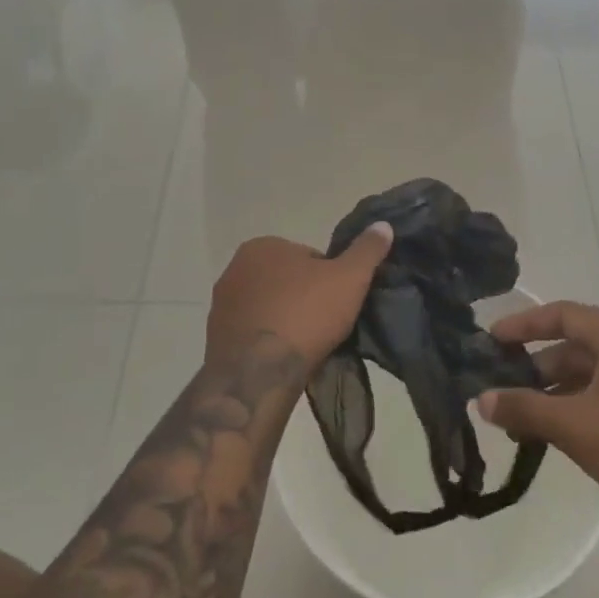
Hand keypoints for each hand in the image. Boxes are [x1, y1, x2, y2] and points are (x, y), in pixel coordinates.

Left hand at [206, 226, 393, 376]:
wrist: (259, 373)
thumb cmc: (306, 314)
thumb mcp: (350, 278)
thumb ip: (367, 250)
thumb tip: (383, 225)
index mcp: (263, 246)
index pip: (307, 257)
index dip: (329, 279)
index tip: (339, 302)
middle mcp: (235, 269)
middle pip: (285, 281)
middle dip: (303, 298)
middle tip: (325, 324)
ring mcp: (221, 305)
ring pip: (267, 307)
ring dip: (284, 320)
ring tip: (306, 345)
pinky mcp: (215, 338)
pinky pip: (251, 333)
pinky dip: (267, 341)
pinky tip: (284, 359)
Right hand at [476, 302, 598, 519]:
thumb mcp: (576, 425)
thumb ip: (525, 409)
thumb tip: (481, 399)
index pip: (561, 314)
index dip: (523, 324)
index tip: (491, 340)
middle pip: (574, 346)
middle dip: (535, 367)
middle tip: (501, 387)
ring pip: (589, 375)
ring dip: (554, 393)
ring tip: (521, 420)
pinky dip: (578, 408)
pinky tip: (556, 436)